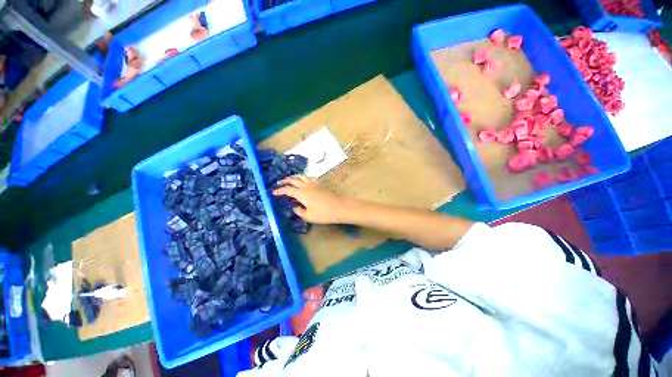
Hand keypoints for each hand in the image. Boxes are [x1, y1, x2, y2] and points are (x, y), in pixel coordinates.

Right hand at [272, 176, 348, 223]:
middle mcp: (306, 185)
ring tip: (290, 180)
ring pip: (301, 176)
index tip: (273, 192)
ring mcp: (314, 183)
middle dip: (284, 181)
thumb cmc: (323, 213)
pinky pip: (309, 177)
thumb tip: (294, 206)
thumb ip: (299, 211)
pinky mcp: (320, 183)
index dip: (279, 191)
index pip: (287, 190)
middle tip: (279, 183)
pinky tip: (304, 181)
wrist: (339, 207)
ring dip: (293, 177)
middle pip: (293, 180)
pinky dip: (303, 178)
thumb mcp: (308, 216)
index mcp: (301, 193)